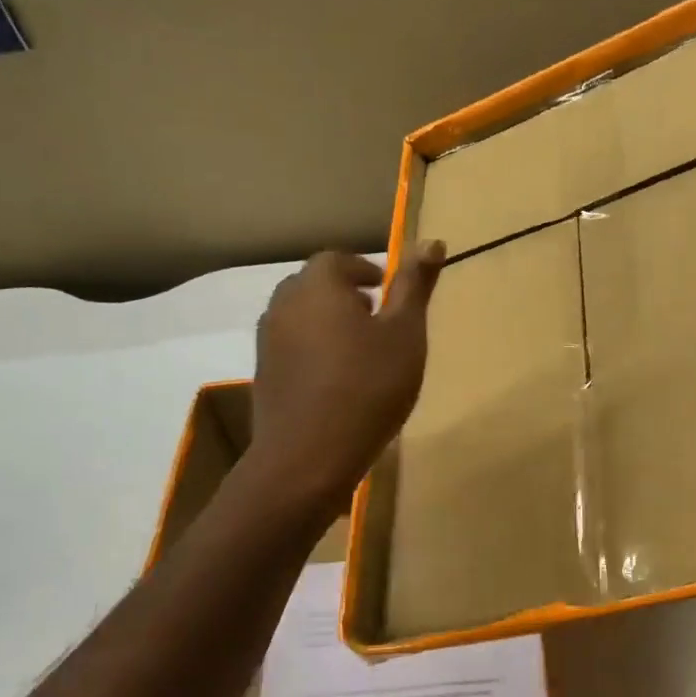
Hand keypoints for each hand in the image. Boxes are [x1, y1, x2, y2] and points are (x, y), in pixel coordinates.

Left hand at [250, 244, 445, 517]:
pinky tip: (337, 380)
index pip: (338, 260)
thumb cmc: (368, 387)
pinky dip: (314, 351)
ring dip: (328, 323)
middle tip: (376, 318)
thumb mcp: (405, 334)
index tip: (386, 290)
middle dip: (344, 294)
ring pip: (301, 316)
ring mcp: (268, 341)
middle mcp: (284, 304)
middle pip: (314, 285)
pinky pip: (292, 347)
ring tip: (360, 351)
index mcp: (318, 285)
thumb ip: (415, 287)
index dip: (364, 269)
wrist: (309, 456)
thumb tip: (431, 240)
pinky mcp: (264, 375)